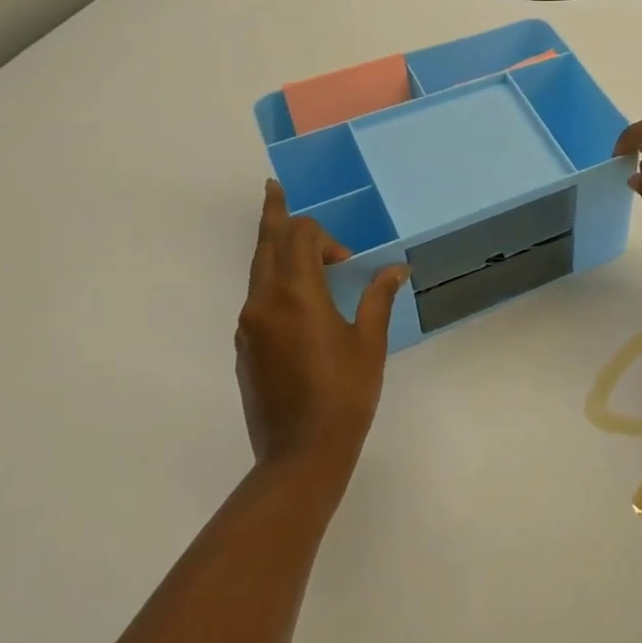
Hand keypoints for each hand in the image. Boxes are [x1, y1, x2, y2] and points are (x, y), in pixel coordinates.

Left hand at [235, 180, 408, 474]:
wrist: (299, 454)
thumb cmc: (344, 394)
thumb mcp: (369, 342)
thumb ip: (378, 297)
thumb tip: (396, 268)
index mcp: (296, 295)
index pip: (299, 237)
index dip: (325, 238)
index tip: (349, 262)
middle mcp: (263, 302)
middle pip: (266, 244)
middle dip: (275, 215)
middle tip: (274, 188)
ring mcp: (249, 325)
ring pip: (257, 270)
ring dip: (275, 249)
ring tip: (288, 235)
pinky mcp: (244, 347)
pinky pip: (257, 297)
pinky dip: (273, 280)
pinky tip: (295, 297)